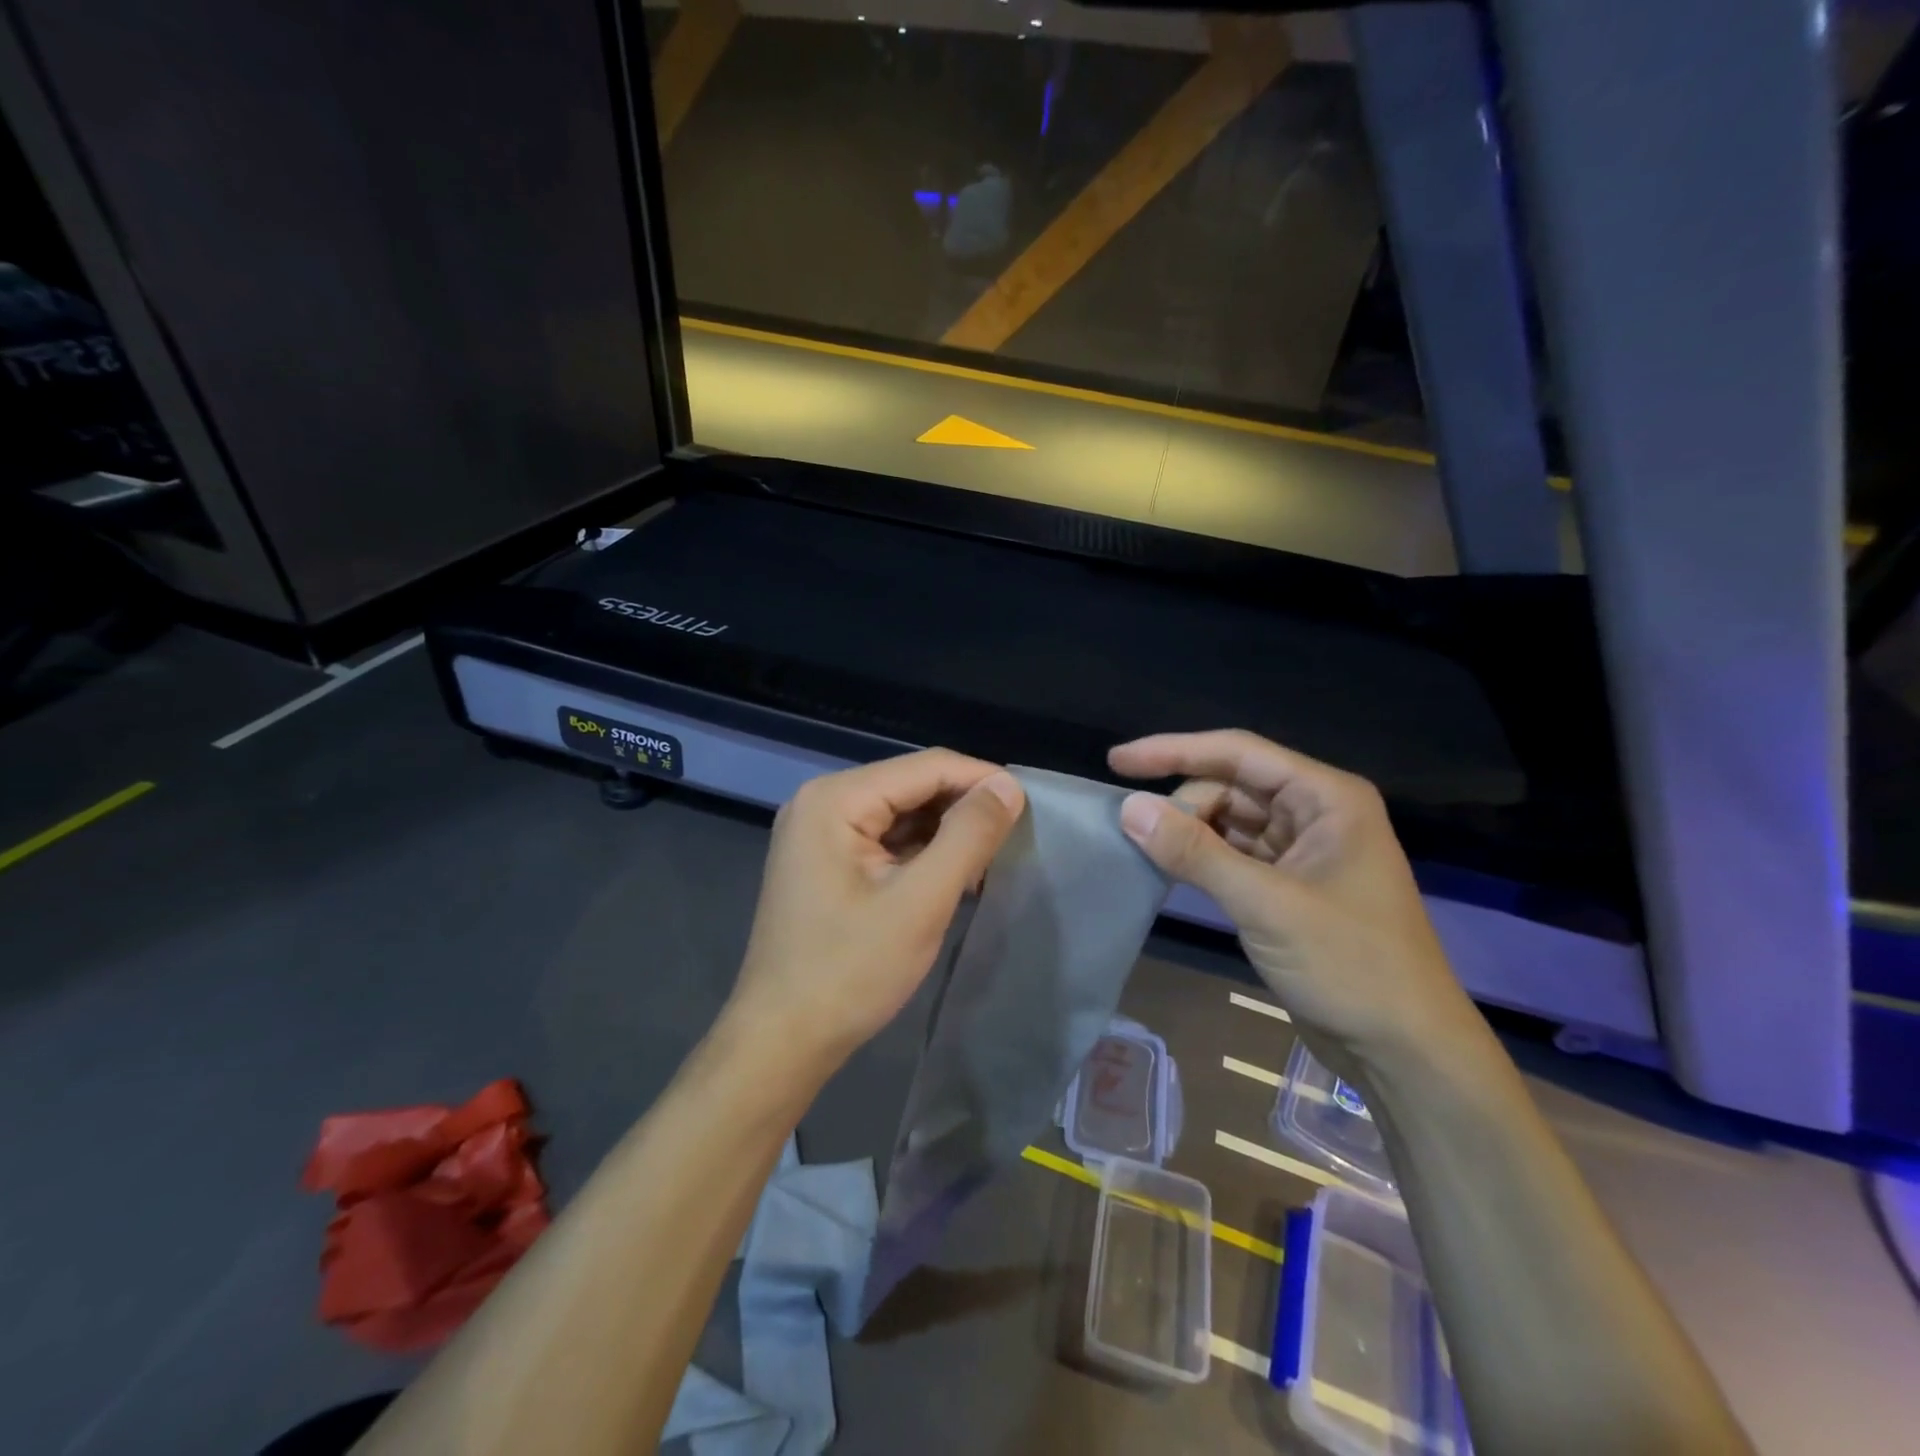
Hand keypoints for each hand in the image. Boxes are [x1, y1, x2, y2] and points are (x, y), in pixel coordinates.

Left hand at [725, 749, 1025, 1074]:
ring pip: (901, 812)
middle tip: (1014, 839)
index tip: (1030, 807)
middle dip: (963, 808)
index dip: (982, 780)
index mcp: (835, 798)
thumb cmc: (849, 972)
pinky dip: (921, 852)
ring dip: (946, 832)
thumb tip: (1008, 786)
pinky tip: (953, 874)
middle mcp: (822, 801)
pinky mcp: (824, 860)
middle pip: (911, 785)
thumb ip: (968, 837)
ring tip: (991, 859)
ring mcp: (818, 831)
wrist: (781, 1040)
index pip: (926, 767)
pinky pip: (884, 839)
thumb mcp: (920, 902)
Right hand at [1109, 730, 1479, 1080]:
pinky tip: (1170, 869)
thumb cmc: (1350, 966)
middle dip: (1184, 804)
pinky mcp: (1289, 887)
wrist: (1405, 1051)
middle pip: (1231, 786)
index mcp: (1326, 798)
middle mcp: (1315, 813)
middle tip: (1139, 835)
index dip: (1174, 750)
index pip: (1238, 753)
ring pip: (1230, 821)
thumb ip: (1195, 853)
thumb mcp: (1266, 905)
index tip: (1117, 761)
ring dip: (1190, 832)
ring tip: (1145, 848)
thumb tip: (1129, 808)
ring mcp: (1303, 851)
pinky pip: (1234, 856)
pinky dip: (1202, 860)